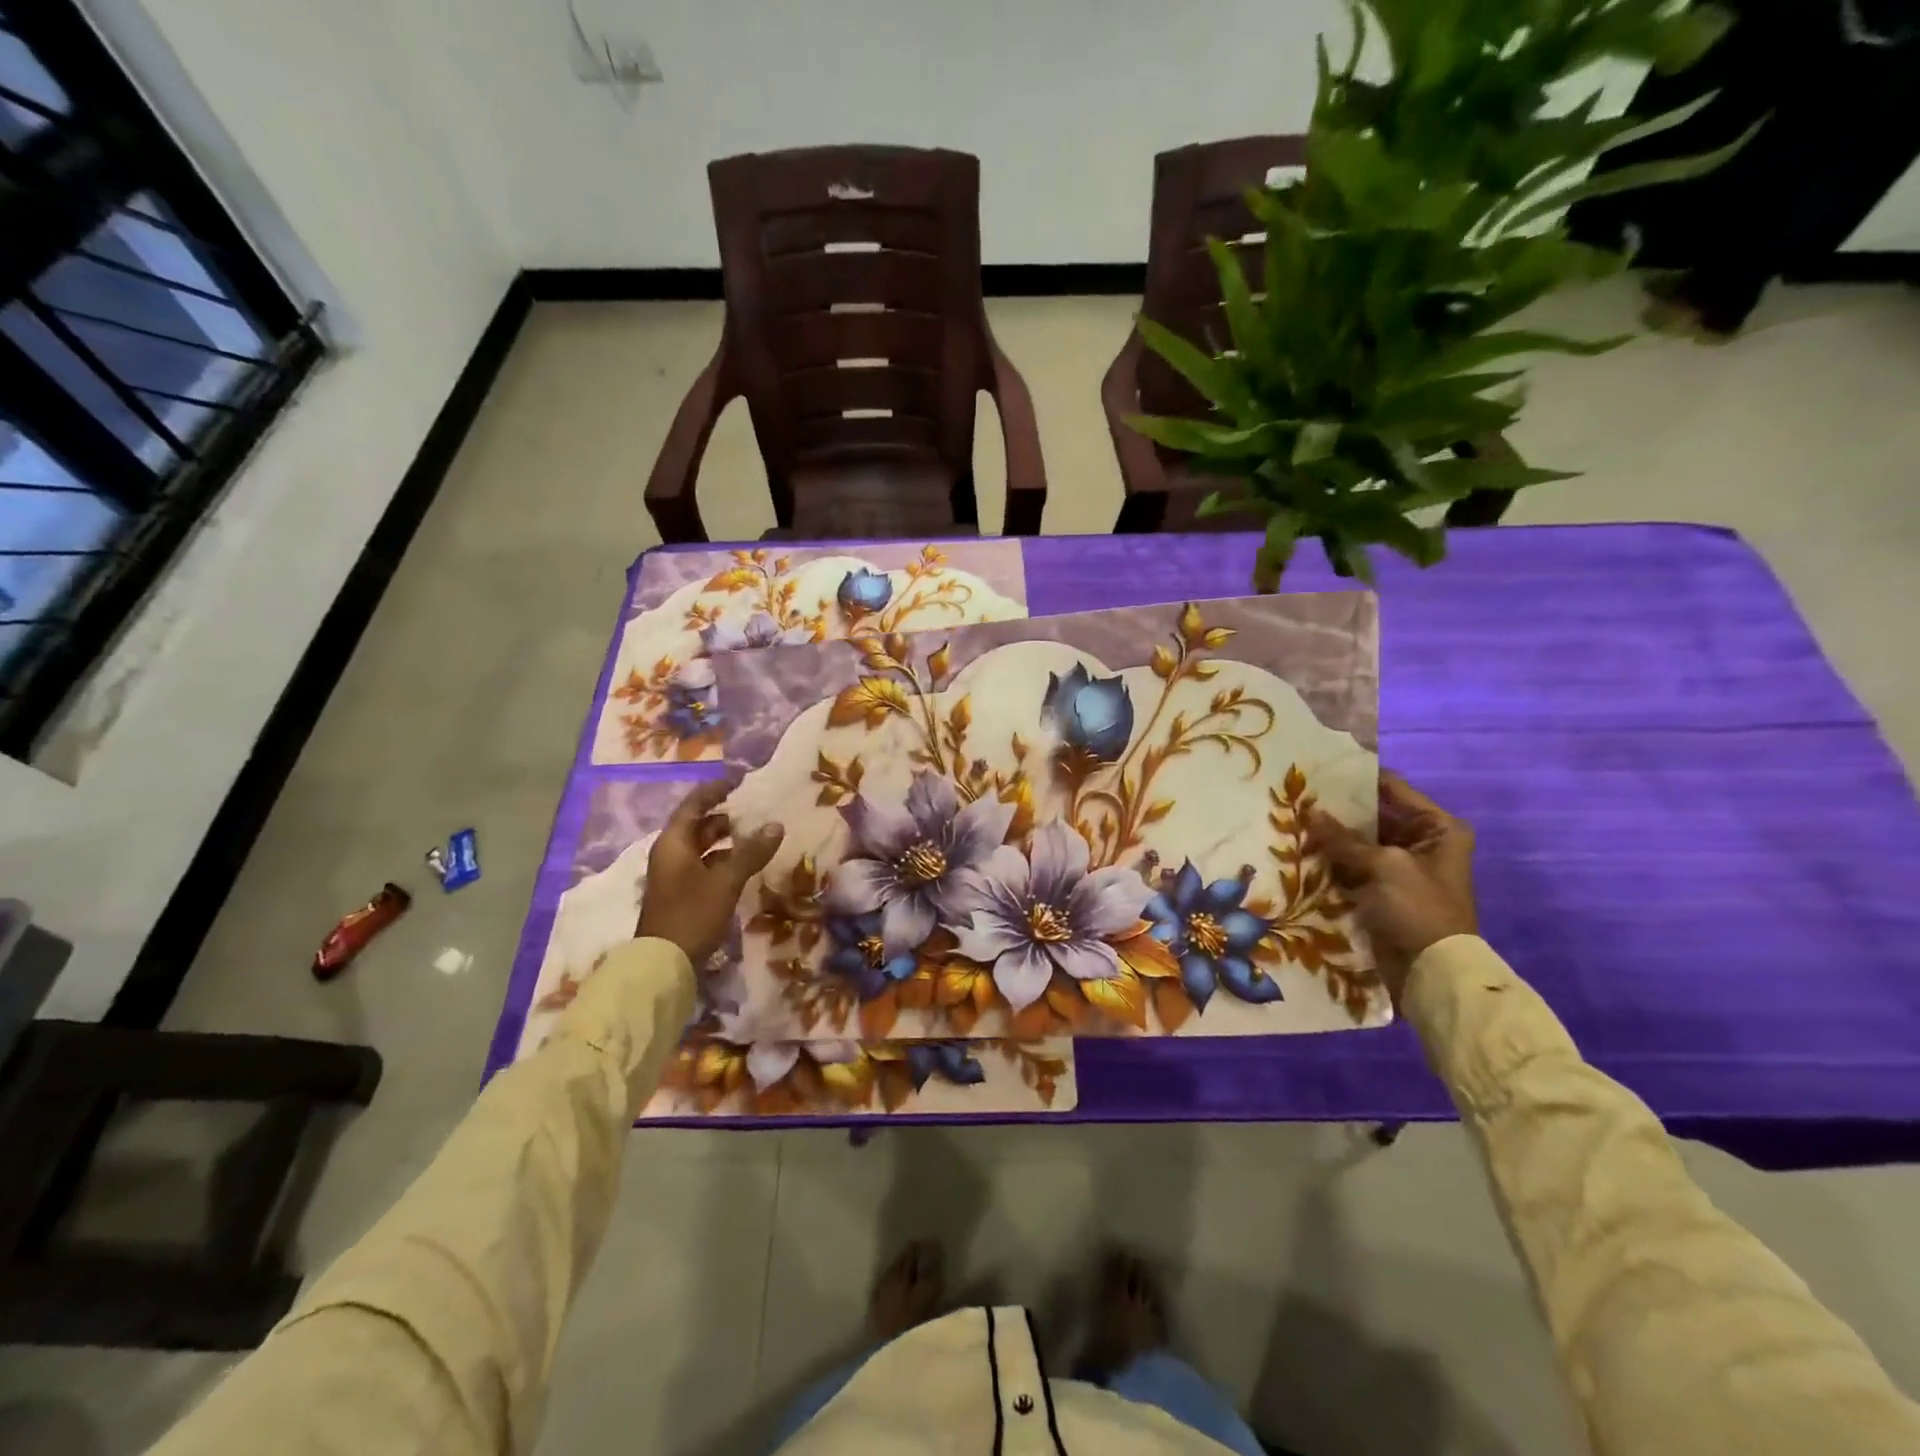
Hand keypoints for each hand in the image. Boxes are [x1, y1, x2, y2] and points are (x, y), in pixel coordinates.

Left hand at [636, 780, 784, 966]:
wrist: (663, 964)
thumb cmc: (692, 914)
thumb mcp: (725, 881)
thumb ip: (751, 852)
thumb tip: (776, 825)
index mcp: (673, 843)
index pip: (693, 805)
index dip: (715, 791)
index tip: (739, 782)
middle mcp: (670, 854)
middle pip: (698, 826)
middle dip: (726, 817)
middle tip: (756, 810)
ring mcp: (674, 876)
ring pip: (703, 848)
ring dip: (727, 841)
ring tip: (758, 836)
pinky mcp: (682, 895)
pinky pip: (705, 867)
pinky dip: (724, 861)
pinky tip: (747, 866)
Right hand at [1308, 773, 1476, 1001]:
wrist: (1431, 971)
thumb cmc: (1418, 908)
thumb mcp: (1383, 866)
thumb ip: (1344, 839)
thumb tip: (1309, 812)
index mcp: (1438, 828)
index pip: (1393, 789)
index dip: (1358, 778)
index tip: (1320, 769)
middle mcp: (1421, 842)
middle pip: (1373, 815)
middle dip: (1337, 810)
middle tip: (1297, 796)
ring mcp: (1400, 867)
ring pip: (1357, 842)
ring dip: (1329, 836)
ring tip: (1291, 819)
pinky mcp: (1380, 890)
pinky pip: (1351, 866)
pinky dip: (1330, 860)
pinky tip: (1300, 850)